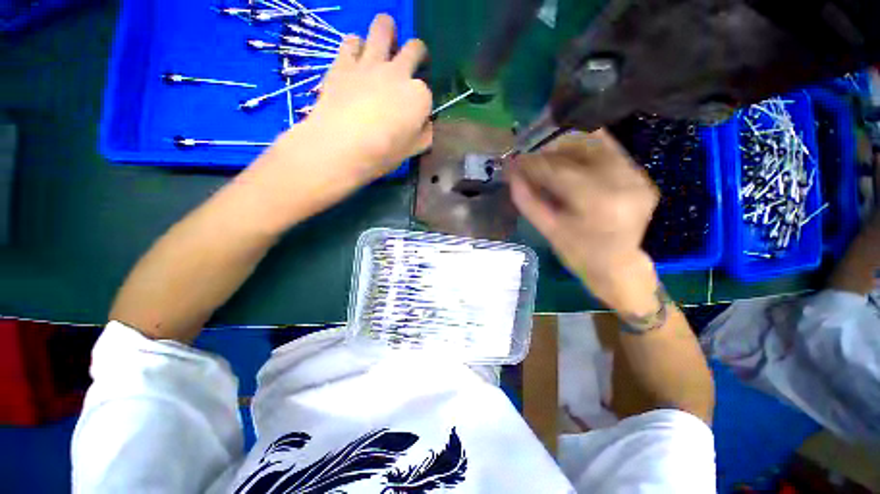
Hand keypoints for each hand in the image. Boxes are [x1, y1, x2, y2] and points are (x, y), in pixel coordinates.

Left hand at [244, 14, 431, 228]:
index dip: (422, 103)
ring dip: (387, 32)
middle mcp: (399, 73)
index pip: (427, 92)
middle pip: (415, 49)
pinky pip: (351, 40)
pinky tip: (355, 59)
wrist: (341, 147)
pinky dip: (356, 46)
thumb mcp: (412, 151)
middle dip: (418, 54)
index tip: (415, 115)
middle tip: (411, 65)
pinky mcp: (344, 63)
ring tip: (384, 46)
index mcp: (419, 97)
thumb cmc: (383, 154)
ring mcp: (371, 63)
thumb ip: (424, 135)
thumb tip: (425, 125)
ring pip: (383, 27)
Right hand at [509, 130, 660, 311]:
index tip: (514, 161)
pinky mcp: (641, 176)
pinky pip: (609, 152)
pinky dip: (585, 152)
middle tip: (529, 157)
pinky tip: (569, 161)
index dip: (532, 163)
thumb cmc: (578, 254)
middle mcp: (622, 183)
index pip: (558, 171)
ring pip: (596, 143)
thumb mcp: (547, 230)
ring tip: (547, 158)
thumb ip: (527, 200)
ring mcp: (636, 177)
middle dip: (548, 150)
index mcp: (597, 203)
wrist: (618, 266)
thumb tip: (511, 174)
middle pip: (579, 149)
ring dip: (566, 147)